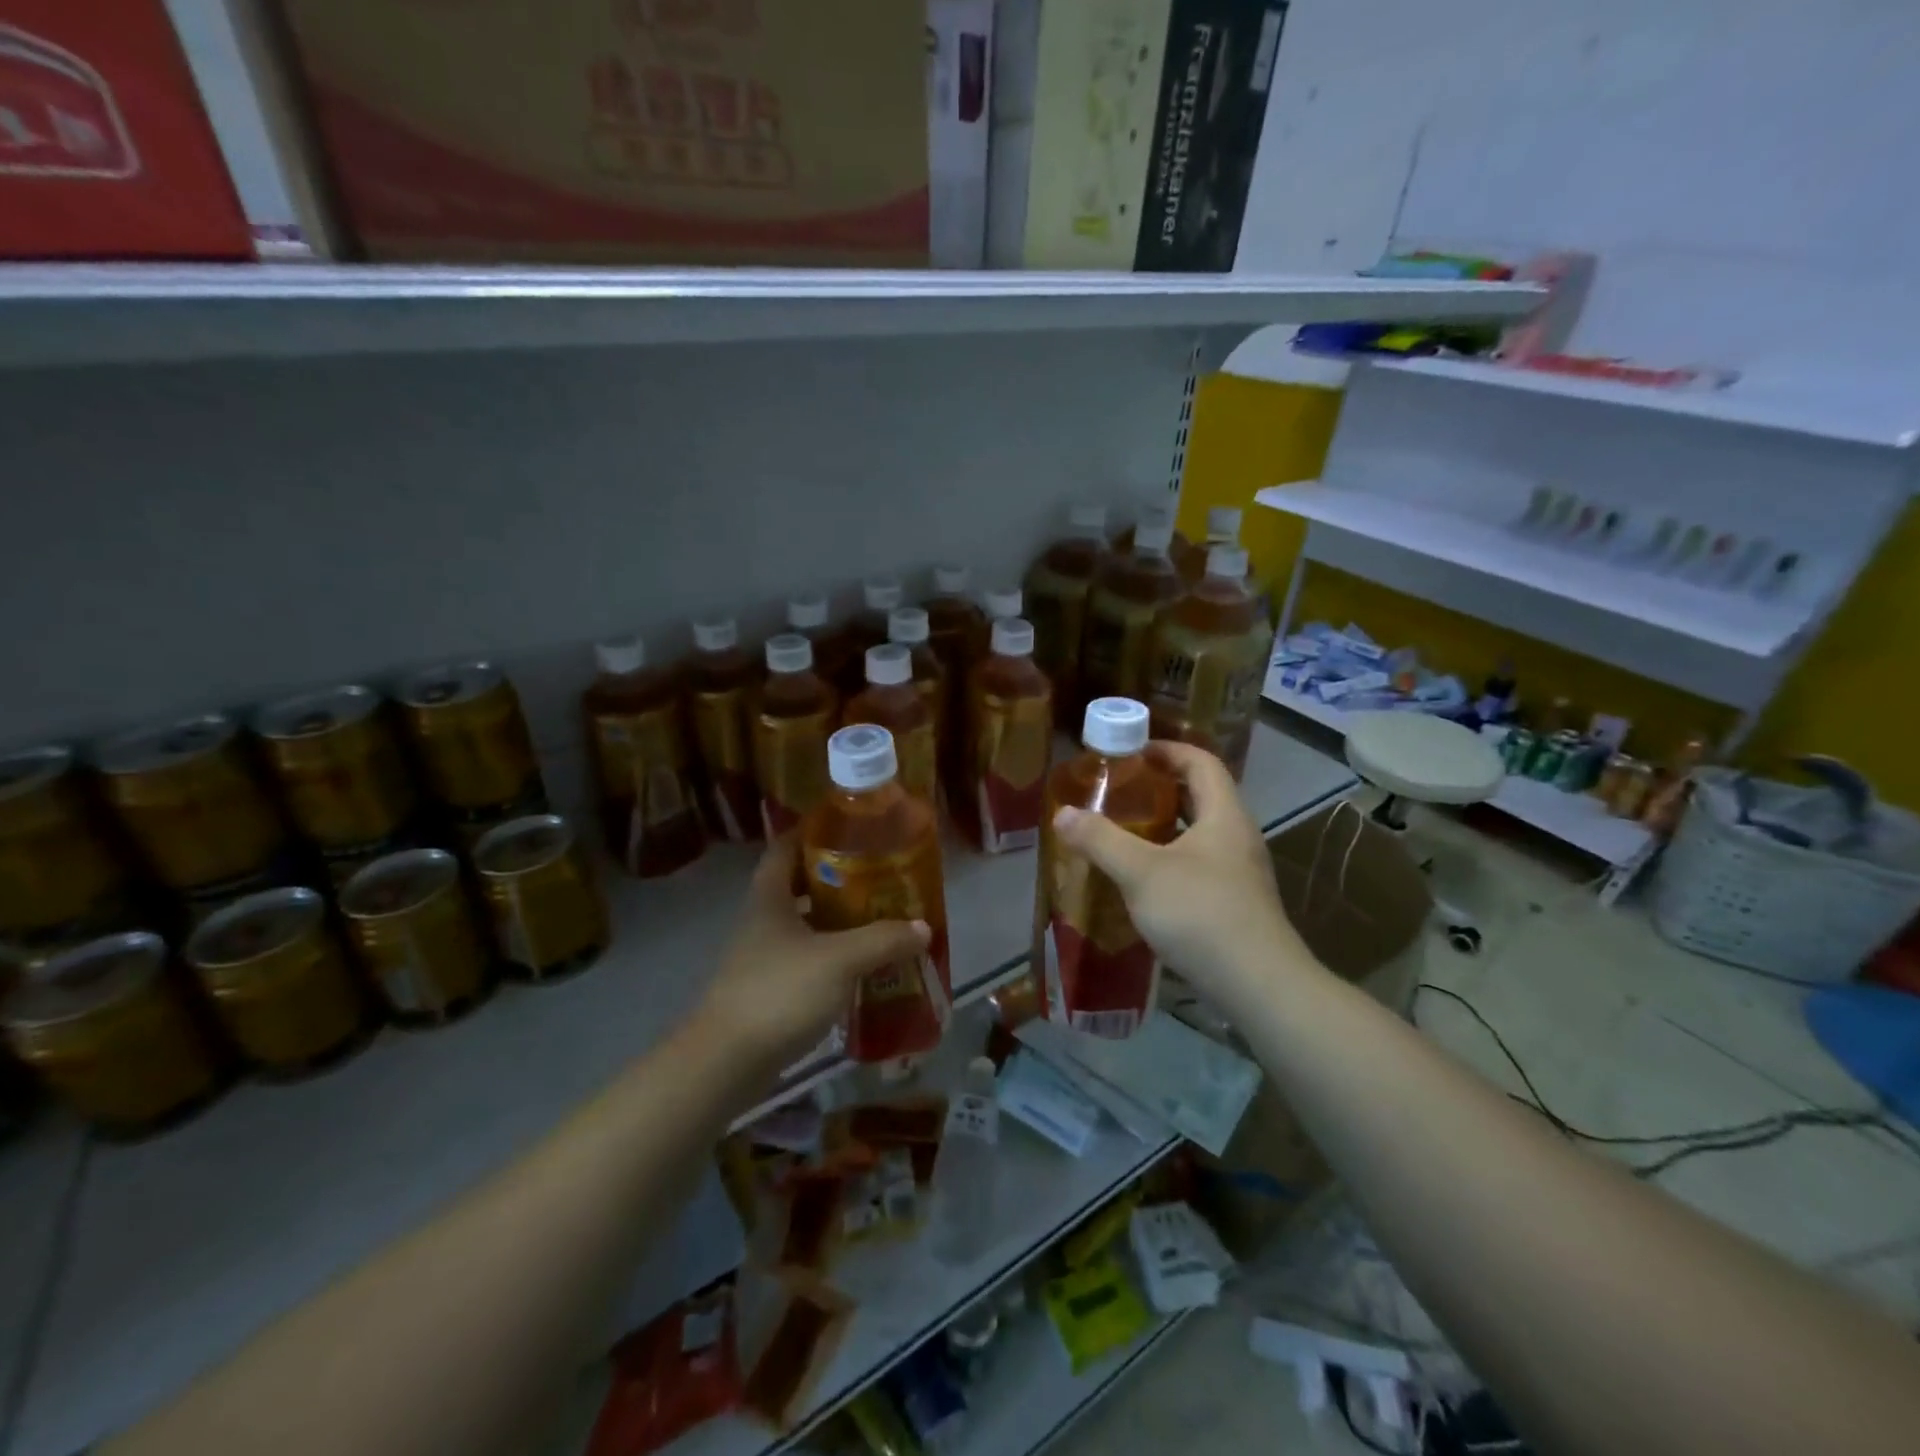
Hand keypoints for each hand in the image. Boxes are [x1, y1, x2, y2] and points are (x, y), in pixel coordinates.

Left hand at [693, 837, 929, 1074]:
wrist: (725, 1063)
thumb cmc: (779, 992)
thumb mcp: (840, 960)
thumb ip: (883, 940)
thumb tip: (922, 927)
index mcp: (770, 898)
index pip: (785, 847)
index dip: (813, 831)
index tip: (849, 826)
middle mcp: (762, 920)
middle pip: (798, 885)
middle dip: (836, 878)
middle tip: (877, 875)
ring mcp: (762, 957)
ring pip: (804, 925)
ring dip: (836, 920)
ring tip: (878, 918)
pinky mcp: (767, 989)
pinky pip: (805, 960)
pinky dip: (831, 956)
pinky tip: (860, 967)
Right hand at [1051, 740, 1314, 1014]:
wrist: (1258, 985)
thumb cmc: (1201, 913)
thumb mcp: (1142, 872)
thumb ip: (1101, 840)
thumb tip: (1062, 814)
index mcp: (1224, 815)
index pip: (1201, 762)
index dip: (1168, 750)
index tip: (1132, 752)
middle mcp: (1237, 837)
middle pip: (1201, 796)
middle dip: (1160, 788)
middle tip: (1120, 791)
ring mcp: (1239, 873)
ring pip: (1199, 834)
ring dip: (1164, 827)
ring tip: (1123, 831)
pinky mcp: (1234, 904)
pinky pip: (1198, 865)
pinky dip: (1170, 859)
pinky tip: (1142, 881)